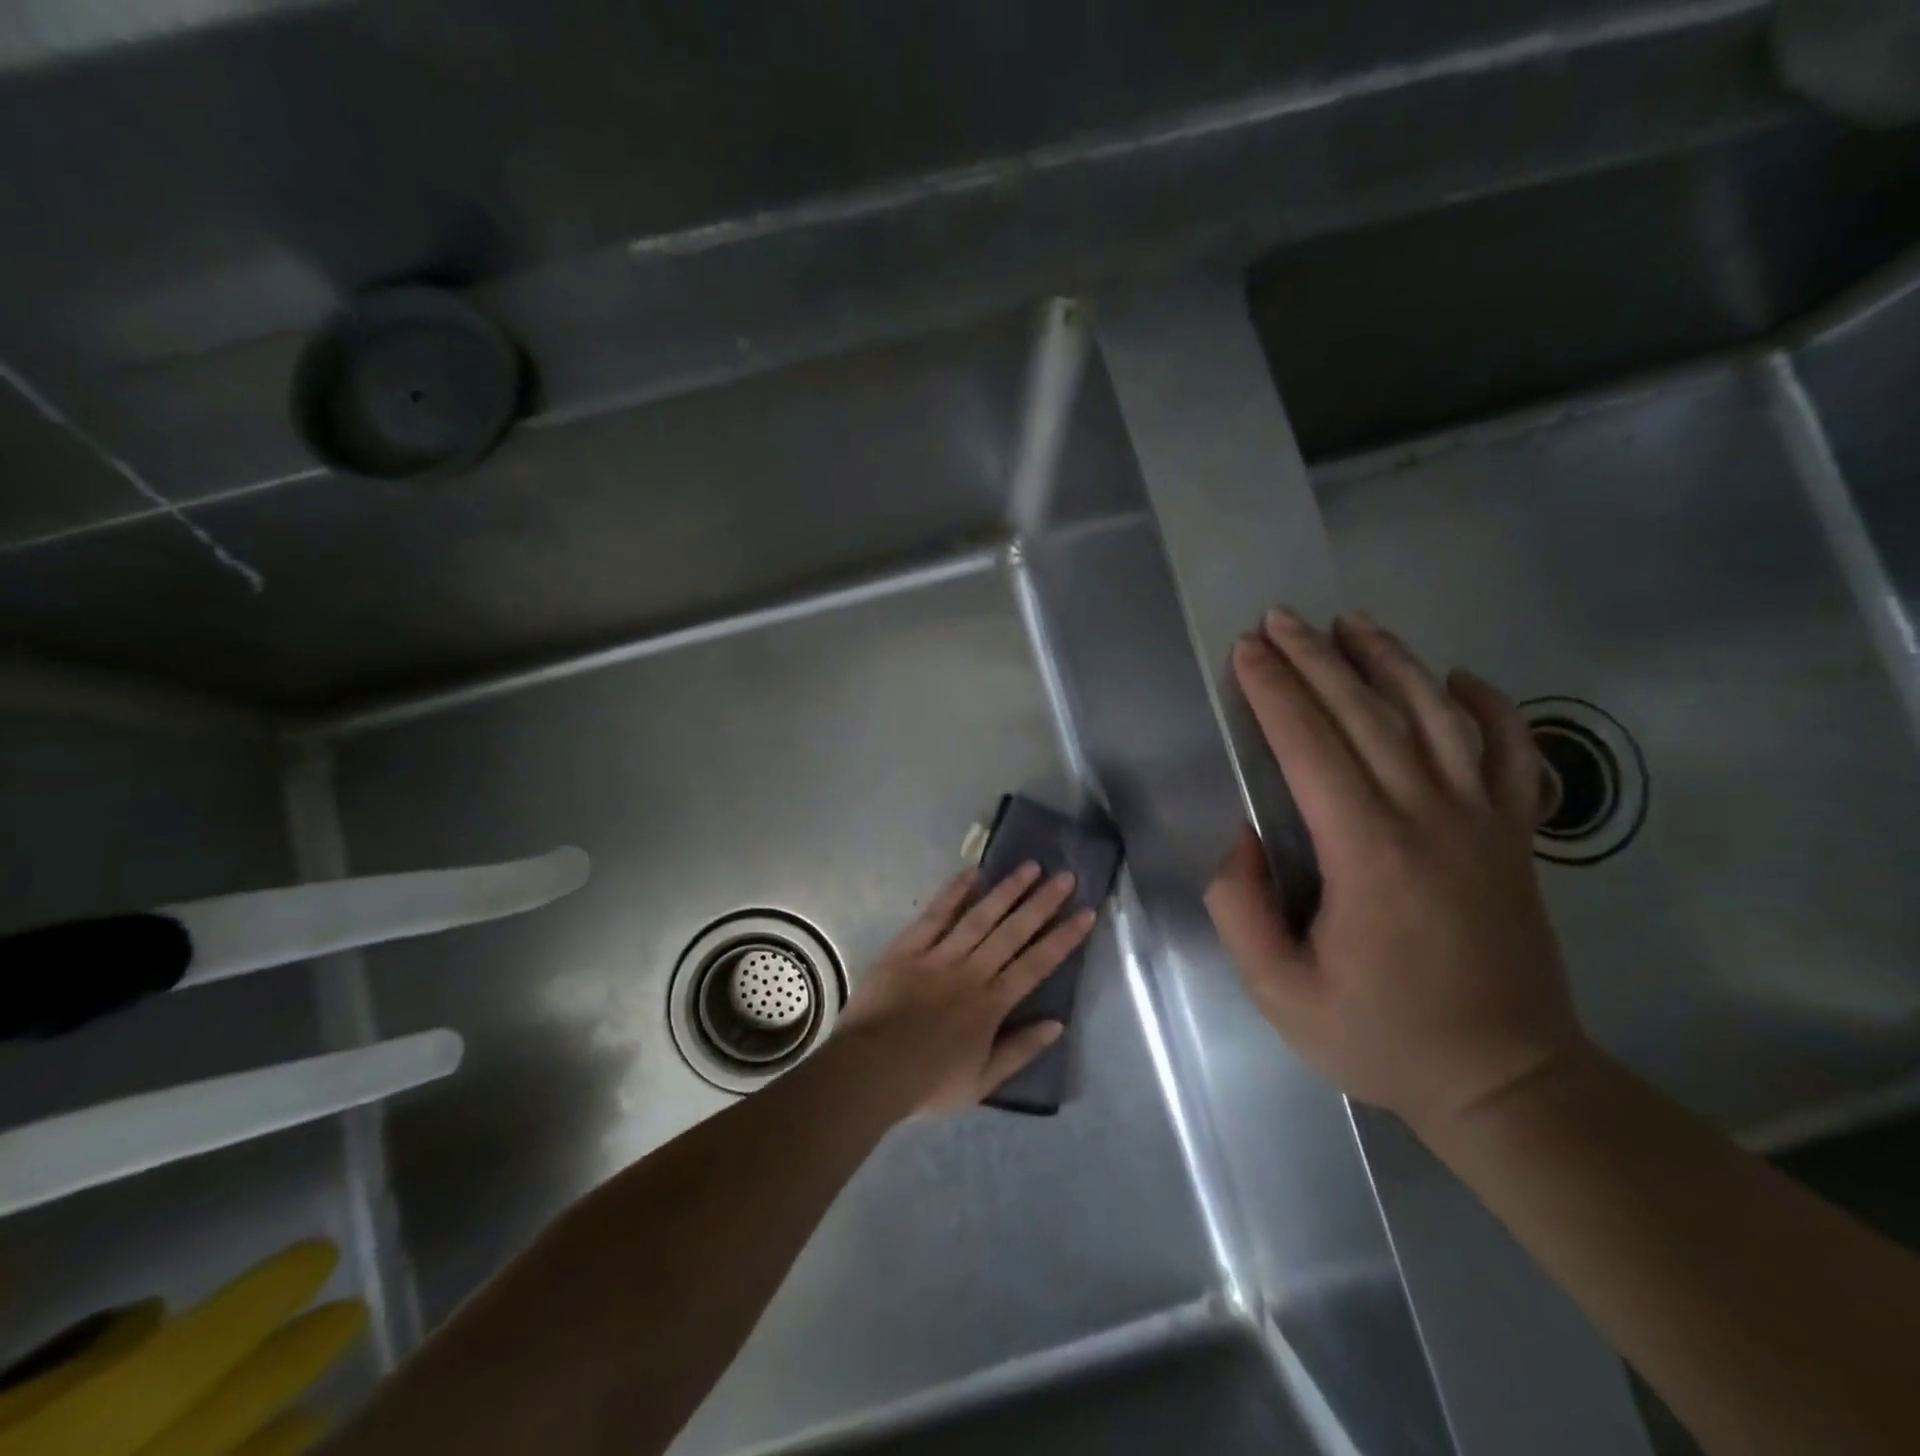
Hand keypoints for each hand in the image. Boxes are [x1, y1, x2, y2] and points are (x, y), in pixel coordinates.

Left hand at [835, 863, 1096, 1113]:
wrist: (870, 1071)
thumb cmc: (927, 1082)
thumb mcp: (982, 1082)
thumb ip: (1020, 1050)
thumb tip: (1058, 1024)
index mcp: (991, 1004)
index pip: (1036, 964)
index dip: (1063, 938)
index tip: (1085, 912)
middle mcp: (971, 972)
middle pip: (1013, 932)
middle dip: (1042, 903)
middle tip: (1065, 876)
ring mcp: (939, 956)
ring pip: (979, 917)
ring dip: (1007, 891)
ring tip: (1030, 866)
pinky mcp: (907, 948)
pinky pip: (934, 915)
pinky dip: (953, 892)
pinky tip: (973, 872)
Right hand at [1204, 608, 1590, 1135]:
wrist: (1505, 1080)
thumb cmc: (1380, 1036)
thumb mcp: (1279, 993)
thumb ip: (1241, 909)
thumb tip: (1246, 837)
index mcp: (1368, 853)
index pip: (1312, 746)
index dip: (1275, 692)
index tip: (1246, 651)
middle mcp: (1430, 819)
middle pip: (1368, 715)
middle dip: (1317, 659)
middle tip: (1280, 619)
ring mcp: (1484, 822)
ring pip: (1437, 717)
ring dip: (1391, 662)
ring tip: (1353, 623)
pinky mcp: (1516, 837)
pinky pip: (1511, 753)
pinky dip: (1489, 707)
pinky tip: (1459, 678)